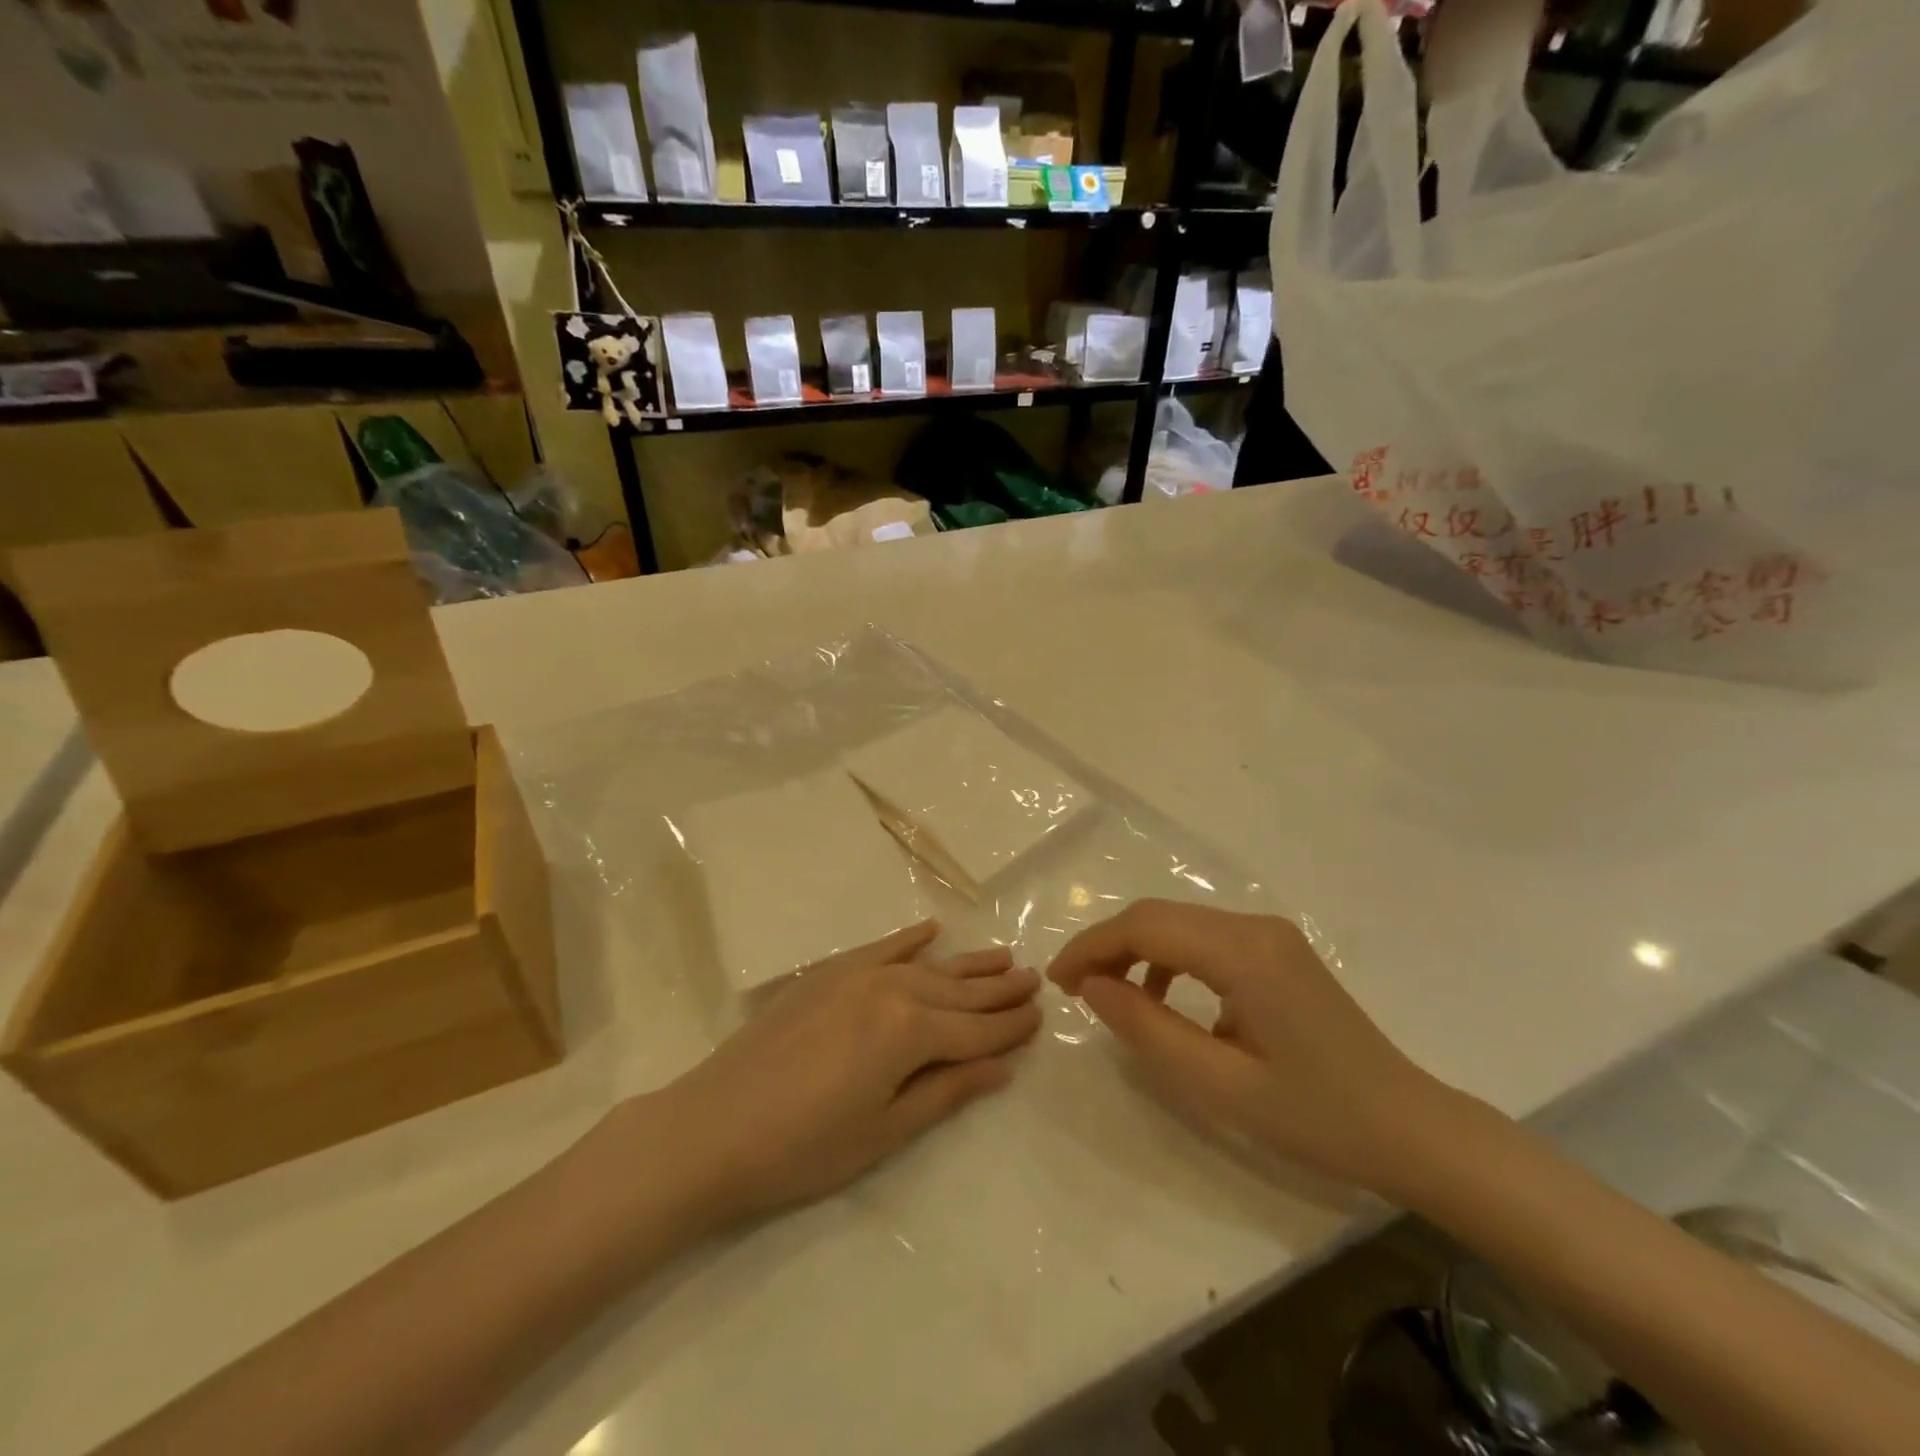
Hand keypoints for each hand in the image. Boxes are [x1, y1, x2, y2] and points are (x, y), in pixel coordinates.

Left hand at [635, 922, 1041, 1228]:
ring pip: (926, 966)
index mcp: (908, 1032)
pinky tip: (931, 930)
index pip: (975, 1030)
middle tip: (1034, 979)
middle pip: (957, 992)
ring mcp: (855, 975)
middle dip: (998, 990)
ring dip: (966, 963)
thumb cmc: (803, 1148)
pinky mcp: (826, 974)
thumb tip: (1002, 1067)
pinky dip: (908, 939)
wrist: (711, 1128)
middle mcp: (890, 990)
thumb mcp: (884, 1131)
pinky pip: (879, 948)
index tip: (1041, 1016)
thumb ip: (946, 1091)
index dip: (1010, 1027)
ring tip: (1003, 956)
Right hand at [1048, 899, 1448, 1196]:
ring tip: (1108, 995)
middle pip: (1159, 916)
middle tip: (1074, 989)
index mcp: (1245, 952)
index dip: (1092, 947)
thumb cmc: (1318, 1118)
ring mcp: (1269, 934)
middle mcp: (1255, 926)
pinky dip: (1168, 959)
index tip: (1057, 982)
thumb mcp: (1221, 1085)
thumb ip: (1149, 1030)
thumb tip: (1093, 988)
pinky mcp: (1276, 950)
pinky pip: (1205, 939)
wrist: (1411, 1129)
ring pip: (1179, 923)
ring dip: (1135, 950)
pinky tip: (1162, 999)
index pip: (1146, 926)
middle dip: (1107, 945)